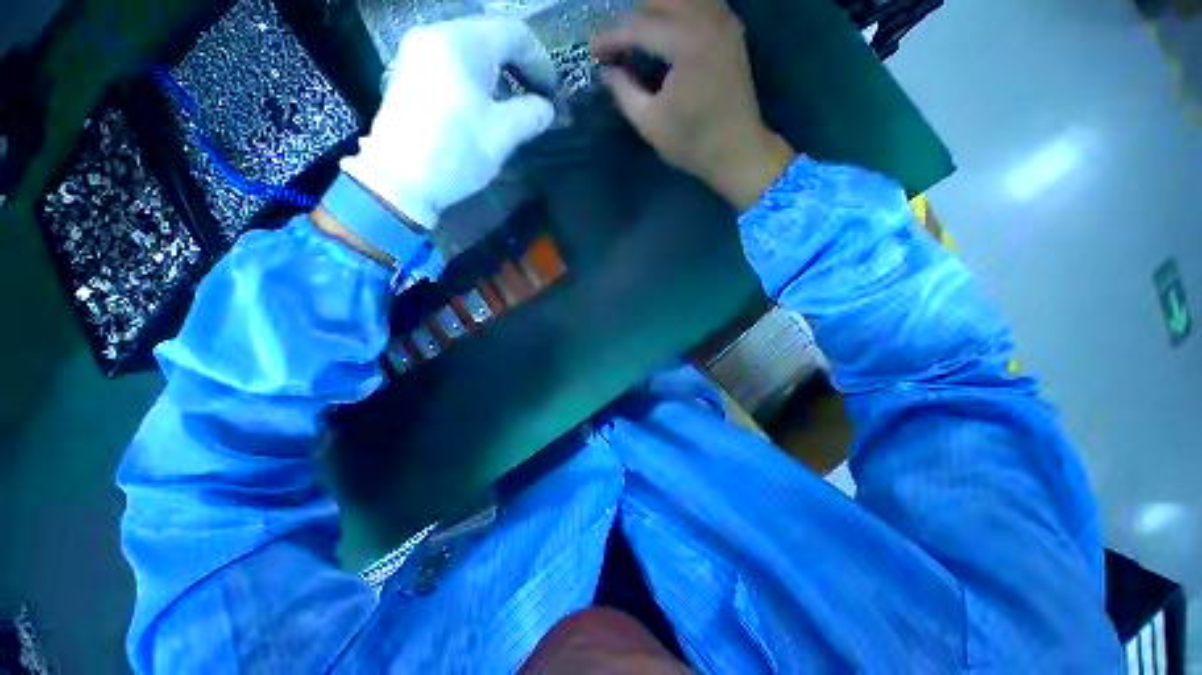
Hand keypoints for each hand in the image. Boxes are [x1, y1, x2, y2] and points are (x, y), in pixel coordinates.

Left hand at [341, 17, 557, 228]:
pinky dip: (476, 79)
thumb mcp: (502, 134)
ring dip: (499, 73)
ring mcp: (417, 54)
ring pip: (471, 51)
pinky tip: (484, 105)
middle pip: (490, 37)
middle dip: (520, 65)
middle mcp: (435, 35)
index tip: (553, 92)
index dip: (541, 61)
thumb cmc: (455, 152)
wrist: (400, 180)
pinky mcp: (409, 75)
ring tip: (514, 104)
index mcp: (461, 42)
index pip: (513, 33)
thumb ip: (531, 114)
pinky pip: (452, 64)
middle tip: (537, 96)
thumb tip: (546, 108)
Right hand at [591, 0, 795, 209]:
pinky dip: (678, 11)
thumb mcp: (650, 123)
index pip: (638, 26)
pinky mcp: (731, 29)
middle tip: (614, 43)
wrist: (738, 151)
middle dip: (631, 17)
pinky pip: (700, 3)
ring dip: (654, 9)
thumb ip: (623, 91)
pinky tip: (666, 28)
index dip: (611, 37)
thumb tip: (606, 71)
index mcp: (686, 43)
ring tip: (636, 35)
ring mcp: (723, 21)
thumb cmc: (692, 143)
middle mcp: (707, 19)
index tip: (592, 50)